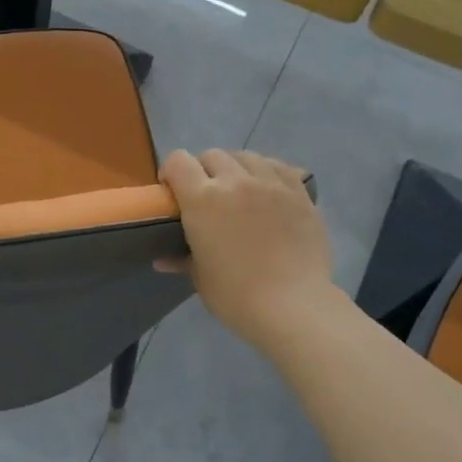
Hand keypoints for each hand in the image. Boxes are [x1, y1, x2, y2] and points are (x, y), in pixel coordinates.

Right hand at [159, 149, 335, 349]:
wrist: (292, 306)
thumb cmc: (235, 295)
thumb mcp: (200, 277)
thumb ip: (181, 259)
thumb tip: (162, 260)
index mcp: (203, 199)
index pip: (178, 161)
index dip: (171, 171)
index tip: (172, 191)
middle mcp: (235, 181)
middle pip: (212, 155)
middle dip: (204, 170)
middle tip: (207, 196)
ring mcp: (271, 184)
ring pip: (247, 156)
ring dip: (236, 168)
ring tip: (239, 190)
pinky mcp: (300, 193)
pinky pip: (280, 167)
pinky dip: (268, 172)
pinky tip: (268, 191)